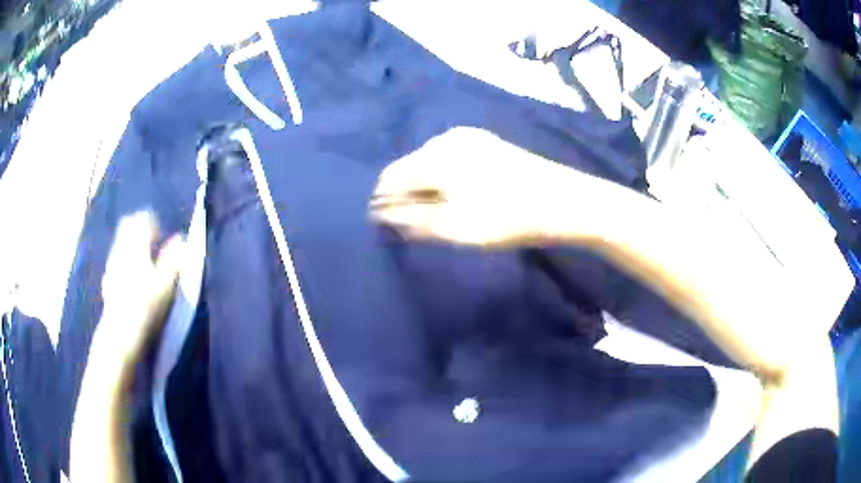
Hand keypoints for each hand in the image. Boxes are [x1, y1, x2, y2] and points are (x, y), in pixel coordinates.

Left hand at [98, 211, 183, 372]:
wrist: (121, 332)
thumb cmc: (146, 306)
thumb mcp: (165, 285)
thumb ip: (173, 260)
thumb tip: (182, 240)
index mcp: (136, 246)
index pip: (142, 221)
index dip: (152, 221)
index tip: (159, 230)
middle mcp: (121, 249)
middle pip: (127, 226)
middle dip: (138, 227)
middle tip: (150, 237)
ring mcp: (112, 264)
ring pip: (120, 242)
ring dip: (130, 243)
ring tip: (141, 256)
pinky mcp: (107, 279)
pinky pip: (116, 258)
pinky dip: (123, 258)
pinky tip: (129, 273)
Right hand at [369, 127, 604, 248]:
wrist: (564, 202)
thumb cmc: (507, 217)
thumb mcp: (454, 227)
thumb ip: (413, 220)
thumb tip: (381, 214)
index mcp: (435, 155)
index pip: (391, 176)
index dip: (383, 202)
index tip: (386, 227)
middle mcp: (447, 138)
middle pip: (410, 167)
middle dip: (405, 196)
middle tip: (413, 227)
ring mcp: (470, 138)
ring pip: (430, 163)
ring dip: (425, 189)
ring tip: (435, 216)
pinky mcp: (487, 144)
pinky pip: (450, 160)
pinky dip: (444, 180)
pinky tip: (457, 198)